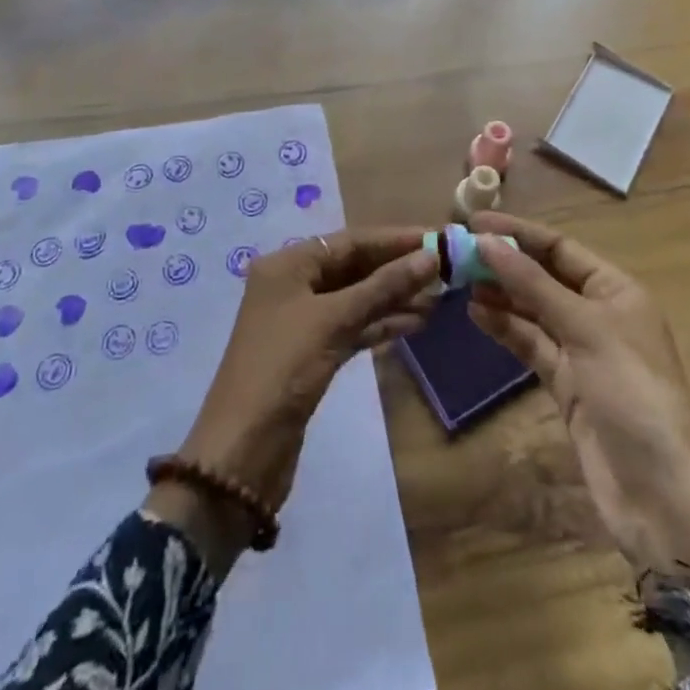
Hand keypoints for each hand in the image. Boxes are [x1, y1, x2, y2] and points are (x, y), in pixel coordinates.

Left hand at [148, 230, 436, 567]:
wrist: (243, 451)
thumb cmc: (283, 369)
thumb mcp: (334, 320)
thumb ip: (383, 287)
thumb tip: (430, 257)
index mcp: (287, 265)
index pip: (349, 241)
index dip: (394, 239)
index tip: (437, 238)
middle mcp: (292, 284)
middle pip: (353, 266)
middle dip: (397, 268)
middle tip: (445, 269)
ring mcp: (302, 320)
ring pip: (356, 298)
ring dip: (395, 297)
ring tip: (440, 297)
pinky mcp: (312, 353)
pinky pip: (353, 326)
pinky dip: (381, 324)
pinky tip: (417, 323)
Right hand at [468, 214, 689, 613]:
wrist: (661, 498)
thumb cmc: (632, 394)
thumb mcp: (585, 329)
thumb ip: (532, 285)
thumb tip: (486, 242)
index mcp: (616, 290)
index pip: (560, 248)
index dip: (518, 234)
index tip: (473, 224)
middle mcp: (599, 314)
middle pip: (544, 277)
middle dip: (504, 263)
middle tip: (457, 252)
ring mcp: (581, 352)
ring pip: (533, 311)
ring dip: (499, 295)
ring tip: (458, 281)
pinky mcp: (566, 385)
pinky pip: (530, 344)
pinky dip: (505, 328)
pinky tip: (475, 314)